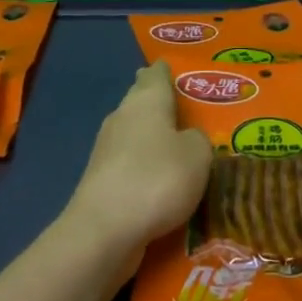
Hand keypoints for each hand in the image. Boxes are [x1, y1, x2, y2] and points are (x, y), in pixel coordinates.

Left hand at [63, 61, 212, 270]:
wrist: (105, 230)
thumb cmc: (157, 179)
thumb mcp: (198, 155)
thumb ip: (199, 140)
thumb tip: (187, 138)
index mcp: (146, 100)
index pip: (156, 74)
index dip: (167, 71)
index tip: (176, 69)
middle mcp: (123, 117)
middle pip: (141, 101)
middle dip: (160, 103)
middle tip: (185, 107)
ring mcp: (107, 149)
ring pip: (135, 132)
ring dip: (152, 137)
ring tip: (178, 144)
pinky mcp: (102, 180)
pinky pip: (130, 163)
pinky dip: (145, 166)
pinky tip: (160, 178)